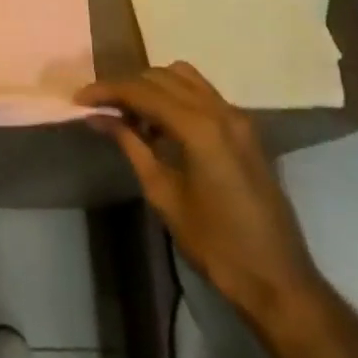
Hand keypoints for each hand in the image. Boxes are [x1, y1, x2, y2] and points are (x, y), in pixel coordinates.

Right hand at [79, 63, 323, 326]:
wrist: (278, 280)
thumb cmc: (215, 244)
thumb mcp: (163, 194)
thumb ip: (131, 145)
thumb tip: (98, 117)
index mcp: (199, 126)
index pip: (142, 91)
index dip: (107, 90)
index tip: (78, 99)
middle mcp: (220, 110)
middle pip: (161, 77)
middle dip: (127, 86)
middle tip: (101, 109)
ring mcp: (237, 117)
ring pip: (184, 78)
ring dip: (152, 88)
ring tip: (130, 116)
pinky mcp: (244, 130)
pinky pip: (202, 95)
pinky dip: (175, 98)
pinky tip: (160, 127)